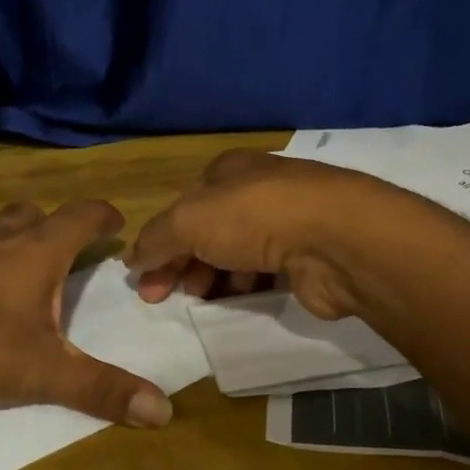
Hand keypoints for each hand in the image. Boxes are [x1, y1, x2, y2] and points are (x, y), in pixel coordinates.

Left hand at [0, 200, 171, 463]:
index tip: (117, 224)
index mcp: (37, 251)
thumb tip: (165, 411)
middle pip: (32, 212)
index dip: (104, 216)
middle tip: (66, 246)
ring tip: (14, 253)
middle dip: (54, 223)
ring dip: (6, 231)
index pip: (82, 216)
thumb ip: (103, 389)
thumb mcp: (46, 373)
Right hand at [127, 150, 420, 318]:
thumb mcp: (188, 221)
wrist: (337, 239)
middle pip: (205, 232)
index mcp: (227, 170)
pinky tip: (239, 299)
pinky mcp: (306, 255)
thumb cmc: (255, 217)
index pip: (182, 206)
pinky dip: (245, 286)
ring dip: (211, 277)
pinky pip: (263, 273)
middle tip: (163, 298)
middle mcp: (256, 190)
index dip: (158, 242)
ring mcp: (286, 221)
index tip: (144, 279)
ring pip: (234, 254)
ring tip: (203, 299)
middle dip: (181, 264)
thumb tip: (133, 261)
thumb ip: (155, 240)